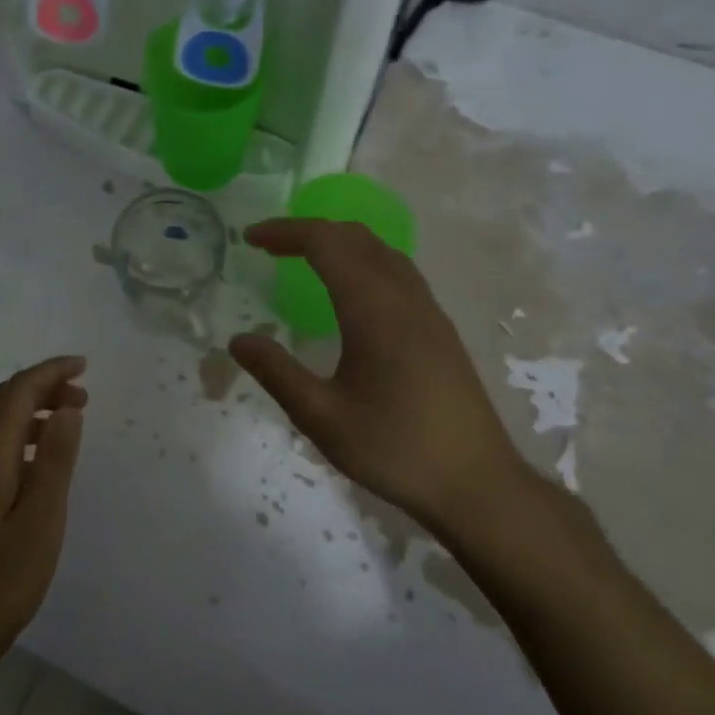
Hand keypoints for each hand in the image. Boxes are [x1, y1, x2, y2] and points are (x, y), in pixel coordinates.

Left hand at [0, 356, 87, 681]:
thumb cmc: (0, 581)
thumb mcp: (41, 520)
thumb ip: (54, 460)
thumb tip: (66, 409)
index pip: (15, 392)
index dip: (49, 372)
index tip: (83, 366)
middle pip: (1, 402)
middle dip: (41, 387)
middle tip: (83, 394)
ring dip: (30, 411)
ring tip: (68, 420)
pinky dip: (17, 435)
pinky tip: (38, 459)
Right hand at [230, 219, 557, 556]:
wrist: (477, 483)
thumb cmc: (395, 449)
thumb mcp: (322, 418)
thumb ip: (277, 373)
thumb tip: (238, 341)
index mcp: (374, 311)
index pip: (326, 244)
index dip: (285, 232)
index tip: (249, 239)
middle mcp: (405, 298)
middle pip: (356, 237)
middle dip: (308, 232)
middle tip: (269, 248)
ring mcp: (428, 312)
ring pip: (381, 251)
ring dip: (338, 243)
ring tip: (303, 260)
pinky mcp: (439, 330)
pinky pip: (397, 272)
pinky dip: (362, 261)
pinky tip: (349, 293)